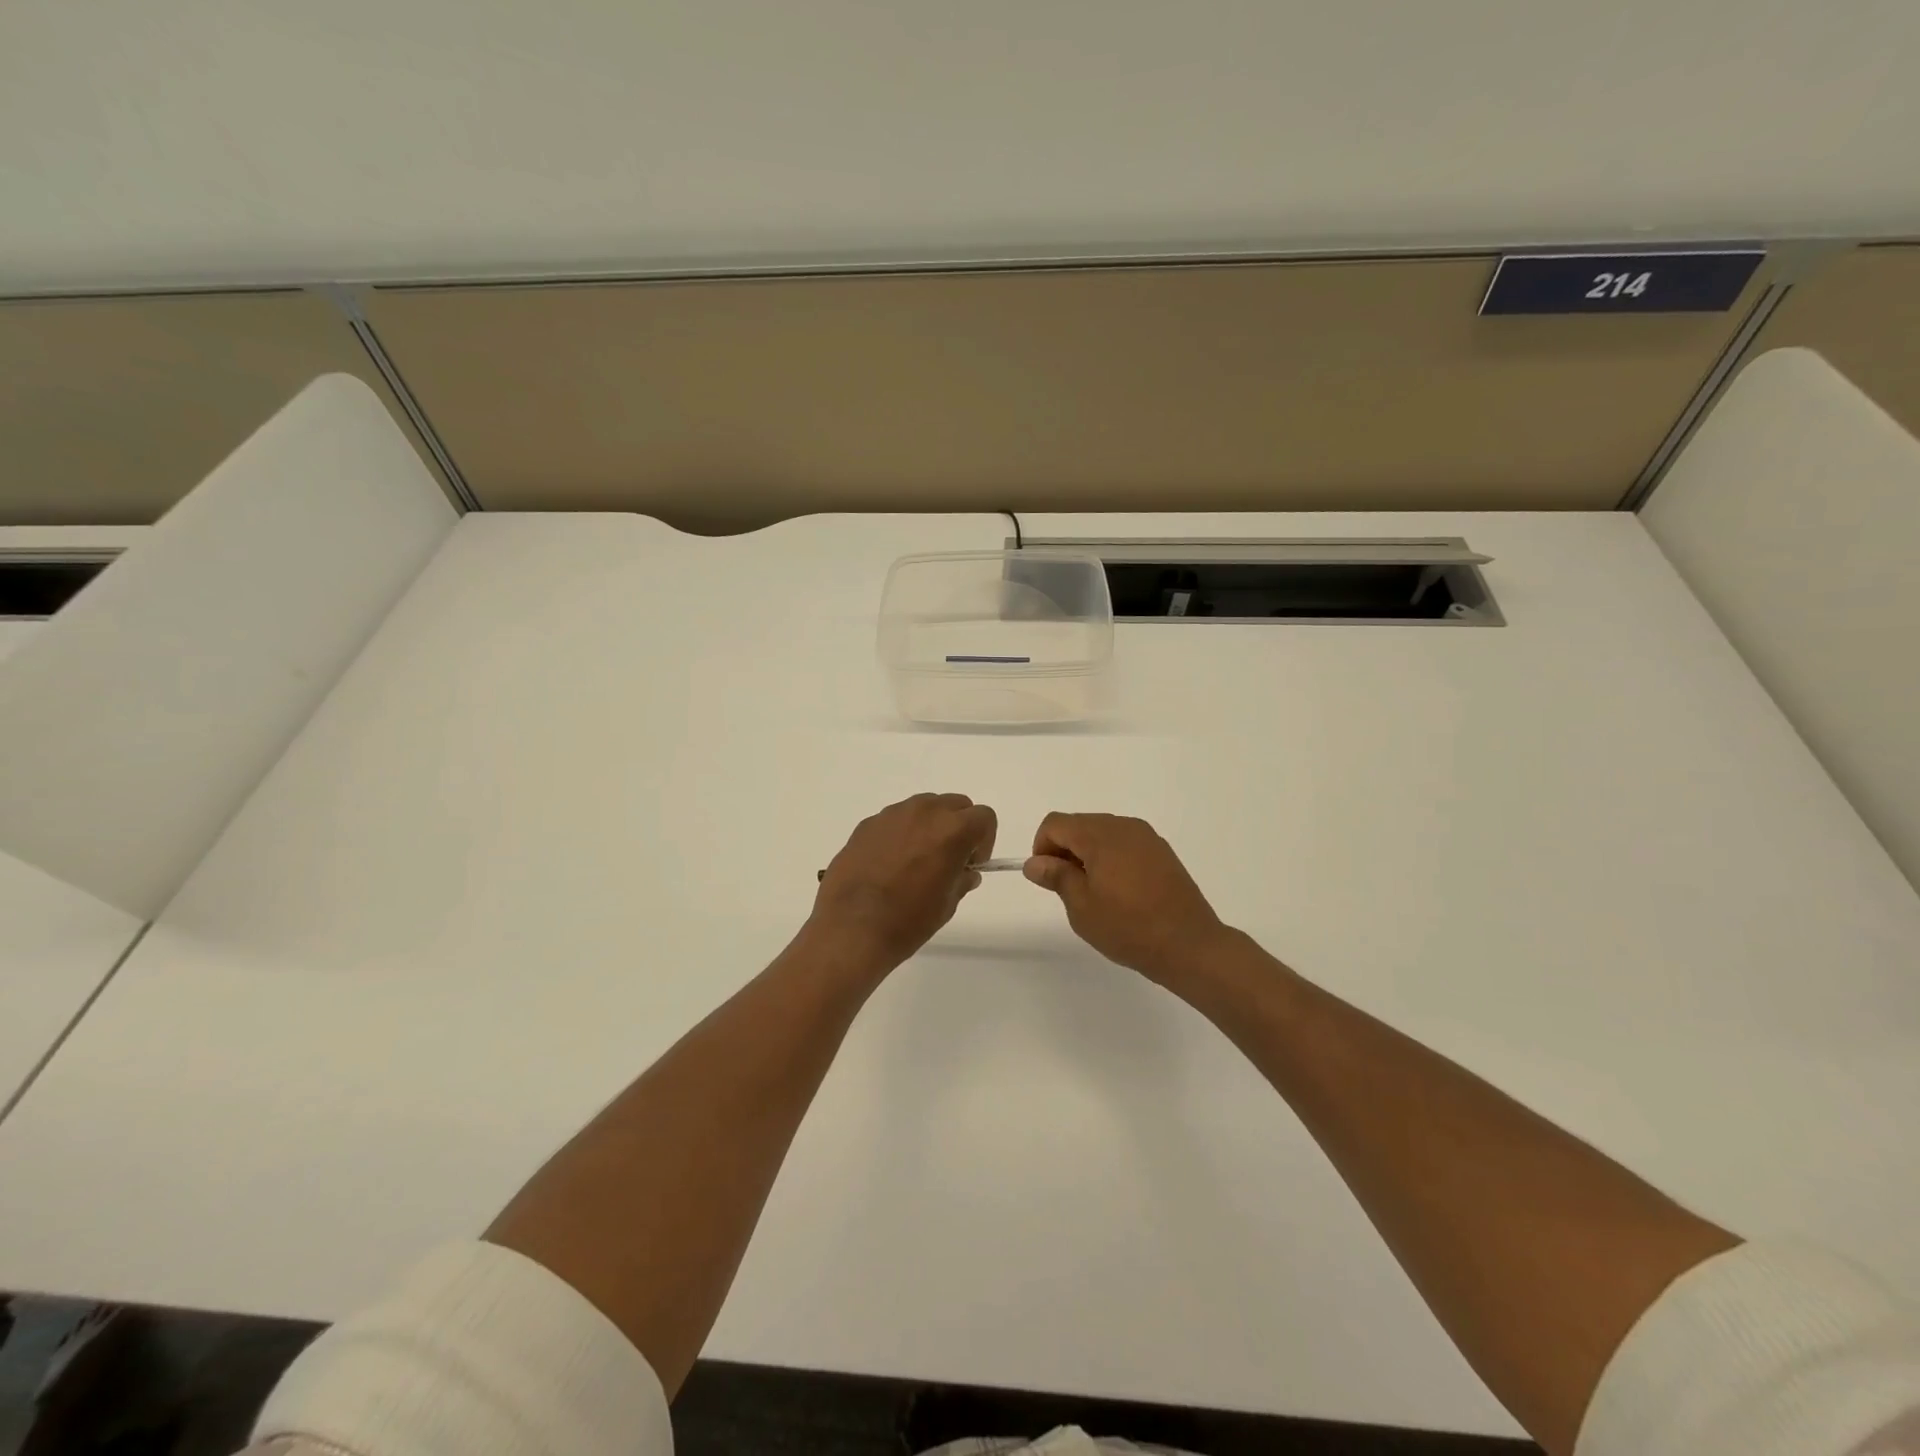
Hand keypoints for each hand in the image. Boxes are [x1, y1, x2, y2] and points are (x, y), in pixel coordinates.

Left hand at [810, 793, 997, 973]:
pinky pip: (895, 820)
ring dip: (929, 827)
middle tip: (948, 859)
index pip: (984, 817)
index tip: (971, 864)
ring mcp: (892, 815)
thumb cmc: (908, 920)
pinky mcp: (867, 824)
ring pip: (923, 808)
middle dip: (959, 827)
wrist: (852, 928)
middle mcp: (923, 812)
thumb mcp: (947, 904)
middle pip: (955, 805)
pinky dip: (901, 834)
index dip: (984, 841)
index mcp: (952, 829)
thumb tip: (965, 872)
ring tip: (916, 861)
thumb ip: (961, 879)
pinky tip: (888, 865)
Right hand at [1024, 812, 1232, 986]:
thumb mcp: (1082, 906)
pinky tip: (1120, 891)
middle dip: (1065, 849)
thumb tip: (1035, 862)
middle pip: (1079, 824)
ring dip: (1088, 853)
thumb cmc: (1129, 927)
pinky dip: (1111, 857)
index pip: (1056, 823)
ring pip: (1102, 833)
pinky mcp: (1162, 851)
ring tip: (1095, 892)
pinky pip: (1124, 843)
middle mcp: (1124, 826)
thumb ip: (1056, 876)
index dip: (1042, 847)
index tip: (1049, 878)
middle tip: (1069, 889)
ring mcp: (1147, 837)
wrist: (1189, 945)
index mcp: (1100, 835)